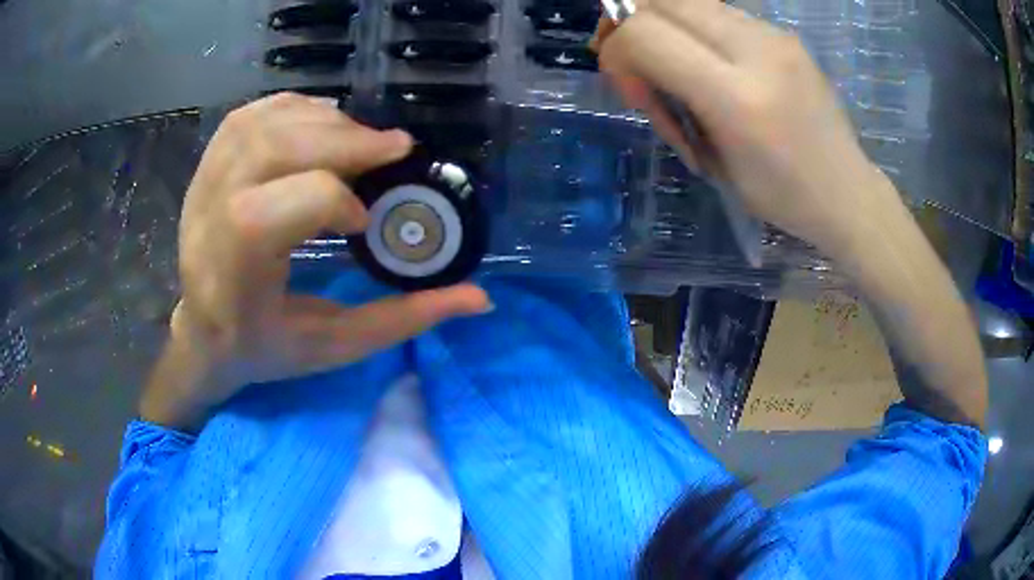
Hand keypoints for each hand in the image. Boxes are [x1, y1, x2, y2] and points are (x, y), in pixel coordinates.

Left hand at [142, 94, 490, 428]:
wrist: (202, 333)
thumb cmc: (262, 347)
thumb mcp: (333, 346)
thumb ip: (403, 319)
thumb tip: (478, 297)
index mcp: (236, 275)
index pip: (287, 206)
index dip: (338, 201)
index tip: (364, 220)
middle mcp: (209, 218)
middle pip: (276, 147)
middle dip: (344, 140)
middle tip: (393, 148)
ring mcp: (201, 184)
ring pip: (264, 123)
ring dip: (324, 119)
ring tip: (359, 138)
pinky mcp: (205, 167)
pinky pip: (250, 115)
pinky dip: (294, 107)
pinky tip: (322, 123)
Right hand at [595, 0, 897, 251]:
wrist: (847, 193)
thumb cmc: (781, 197)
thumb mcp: (713, 163)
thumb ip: (672, 103)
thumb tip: (639, 69)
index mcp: (736, 98)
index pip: (644, 34)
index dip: (616, 52)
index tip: (630, 88)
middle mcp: (756, 50)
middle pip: (660, 1)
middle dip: (628, 25)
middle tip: (636, 63)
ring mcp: (775, 35)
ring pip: (688, 0)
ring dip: (664, 26)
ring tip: (677, 66)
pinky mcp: (784, 33)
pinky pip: (719, 13)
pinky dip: (696, 30)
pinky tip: (712, 64)